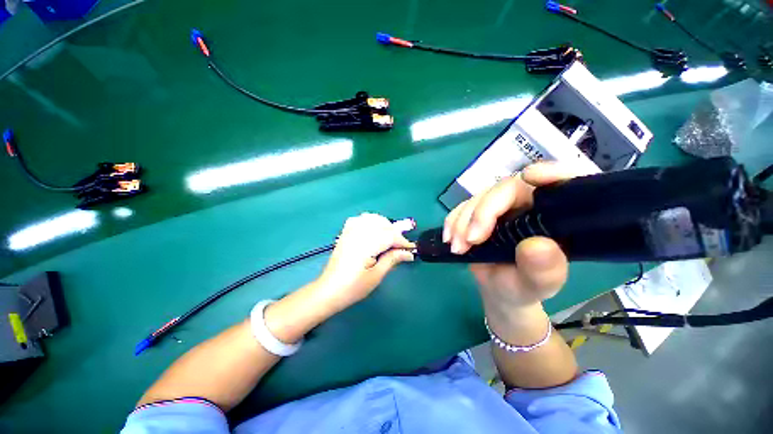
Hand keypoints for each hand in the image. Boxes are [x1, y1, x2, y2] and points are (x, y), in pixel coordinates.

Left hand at [315, 213, 415, 312]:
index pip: (389, 236)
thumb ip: (392, 260)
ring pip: (371, 218)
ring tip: (390, 236)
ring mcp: (349, 232)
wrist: (329, 290)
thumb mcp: (376, 276)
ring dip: (384, 224)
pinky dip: (370, 221)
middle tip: (401, 245)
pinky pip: (360, 219)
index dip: (402, 241)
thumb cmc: (353, 287)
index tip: (411, 248)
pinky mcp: (345, 233)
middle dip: (395, 232)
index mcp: (365, 246)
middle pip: (382, 224)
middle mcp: (357, 234)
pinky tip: (374, 230)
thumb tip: (408, 253)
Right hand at [443, 163, 580, 310]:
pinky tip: (449, 239)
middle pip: (506, 189)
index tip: (531, 177)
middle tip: (470, 240)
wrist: (499, 291)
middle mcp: (529, 204)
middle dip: (483, 212)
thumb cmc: (524, 289)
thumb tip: (537, 245)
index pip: (564, 181)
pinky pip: (463, 207)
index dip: (552, 171)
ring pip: (479, 198)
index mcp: (556, 216)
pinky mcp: (479, 212)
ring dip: (462, 221)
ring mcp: (501, 207)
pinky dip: (453, 221)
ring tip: (457, 248)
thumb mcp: (538, 286)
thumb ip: (544, 270)